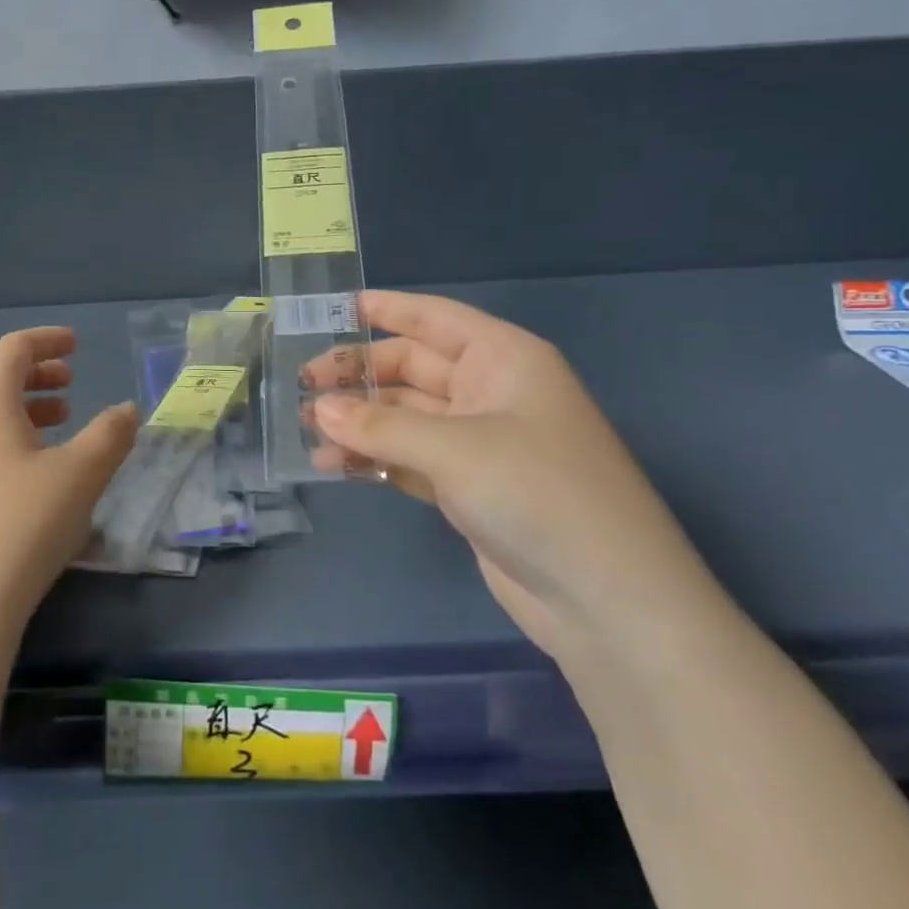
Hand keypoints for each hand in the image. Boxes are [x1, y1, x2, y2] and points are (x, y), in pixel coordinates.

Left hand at [0, 327, 137, 642]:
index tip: (76, 344)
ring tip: (59, 420)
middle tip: (70, 381)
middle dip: (34, 372)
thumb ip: (110, 435)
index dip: (47, 340)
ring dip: (22, 406)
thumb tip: (127, 411)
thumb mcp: (80, 475)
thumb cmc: (21, 524)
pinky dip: (6, 436)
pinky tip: (33, 470)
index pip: (12, 348)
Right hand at [306, 291, 724, 664]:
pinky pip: (410, 458)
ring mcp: (480, 443)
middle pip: (412, 368)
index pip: (435, 318)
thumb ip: (381, 425)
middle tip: (302, 385)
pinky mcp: (469, 488)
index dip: (387, 309)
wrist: (606, 600)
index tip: (335, 308)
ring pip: (406, 416)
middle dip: (359, 375)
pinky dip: (376, 458)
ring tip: (307, 429)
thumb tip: (318, 407)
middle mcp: (491, 392)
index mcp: (503, 359)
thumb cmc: (538, 493)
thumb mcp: (455, 449)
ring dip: (360, 421)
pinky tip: (335, 465)